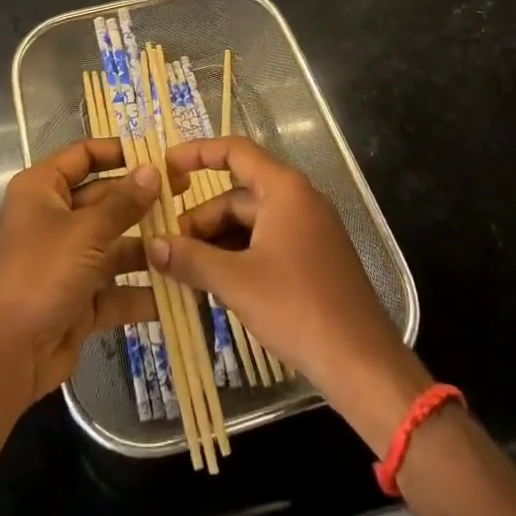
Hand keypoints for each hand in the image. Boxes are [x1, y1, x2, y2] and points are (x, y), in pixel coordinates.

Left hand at [0, 138, 159, 409]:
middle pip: (104, 199)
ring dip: (148, 246)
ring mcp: (68, 260)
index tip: (158, 155)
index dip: (118, 151)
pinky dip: (142, 290)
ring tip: (192, 239)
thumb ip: (123, 202)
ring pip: (114, 244)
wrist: (8, 356)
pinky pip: (116, 288)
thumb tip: (153, 169)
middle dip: (143, 200)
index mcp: (42, 189)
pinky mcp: (80, 299)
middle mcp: (54, 218)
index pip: (83, 155)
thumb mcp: (85, 232)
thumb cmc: (41, 274)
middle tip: (186, 194)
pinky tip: (181, 288)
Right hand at [153, 136, 430, 451]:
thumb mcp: (236, 282)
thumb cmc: (298, 309)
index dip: (197, 153)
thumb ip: (191, 259)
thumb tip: (152, 245)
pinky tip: (214, 285)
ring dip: (216, 242)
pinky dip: (237, 257)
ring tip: (185, 272)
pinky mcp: (312, 259)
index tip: (165, 168)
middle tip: (168, 248)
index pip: (234, 151)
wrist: (363, 365)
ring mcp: (308, 230)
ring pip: (249, 223)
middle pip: (237, 195)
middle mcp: (298, 199)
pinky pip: (265, 243)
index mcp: (284, 189)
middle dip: (201, 219)